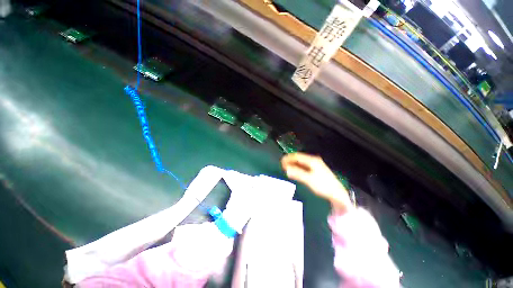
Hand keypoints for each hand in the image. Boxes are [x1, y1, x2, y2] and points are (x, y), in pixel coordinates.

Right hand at [281, 153, 352, 213]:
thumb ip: (297, 173)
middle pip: (299, 158)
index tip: (281, 162)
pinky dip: (298, 167)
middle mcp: (314, 160)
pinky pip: (304, 166)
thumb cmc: (323, 185)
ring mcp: (316, 165)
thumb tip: (286, 169)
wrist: (337, 193)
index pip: (297, 156)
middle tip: (282, 166)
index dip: (288, 158)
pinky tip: (295, 171)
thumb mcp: (309, 179)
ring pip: (301, 162)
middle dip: (290, 161)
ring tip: (287, 168)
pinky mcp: (316, 170)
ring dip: (294, 164)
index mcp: (312, 160)